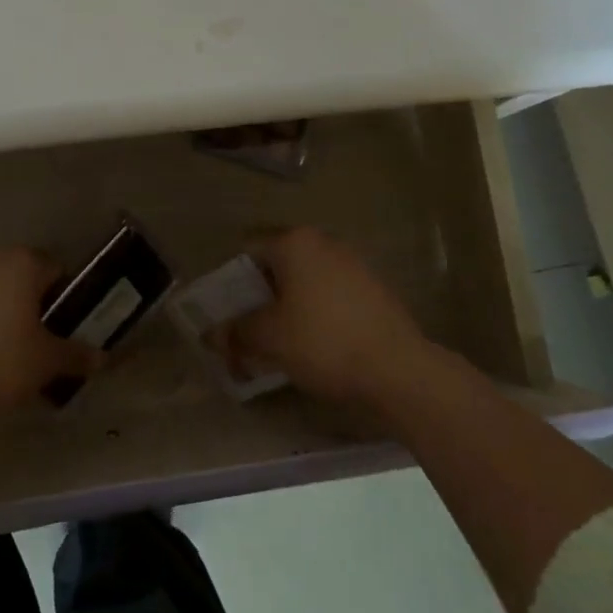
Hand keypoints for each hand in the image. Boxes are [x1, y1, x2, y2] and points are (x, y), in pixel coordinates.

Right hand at [216, 227, 429, 405]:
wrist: (398, 370)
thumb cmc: (323, 341)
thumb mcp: (269, 338)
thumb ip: (237, 331)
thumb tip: (214, 334)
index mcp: (295, 242)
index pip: (248, 252)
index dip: (232, 285)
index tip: (229, 316)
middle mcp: (323, 242)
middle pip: (277, 265)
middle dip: (260, 297)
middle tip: (251, 331)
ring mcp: (352, 263)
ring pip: (305, 281)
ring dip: (288, 306)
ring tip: (281, 343)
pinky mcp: (373, 288)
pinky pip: (330, 295)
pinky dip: (316, 313)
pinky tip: (316, 344)